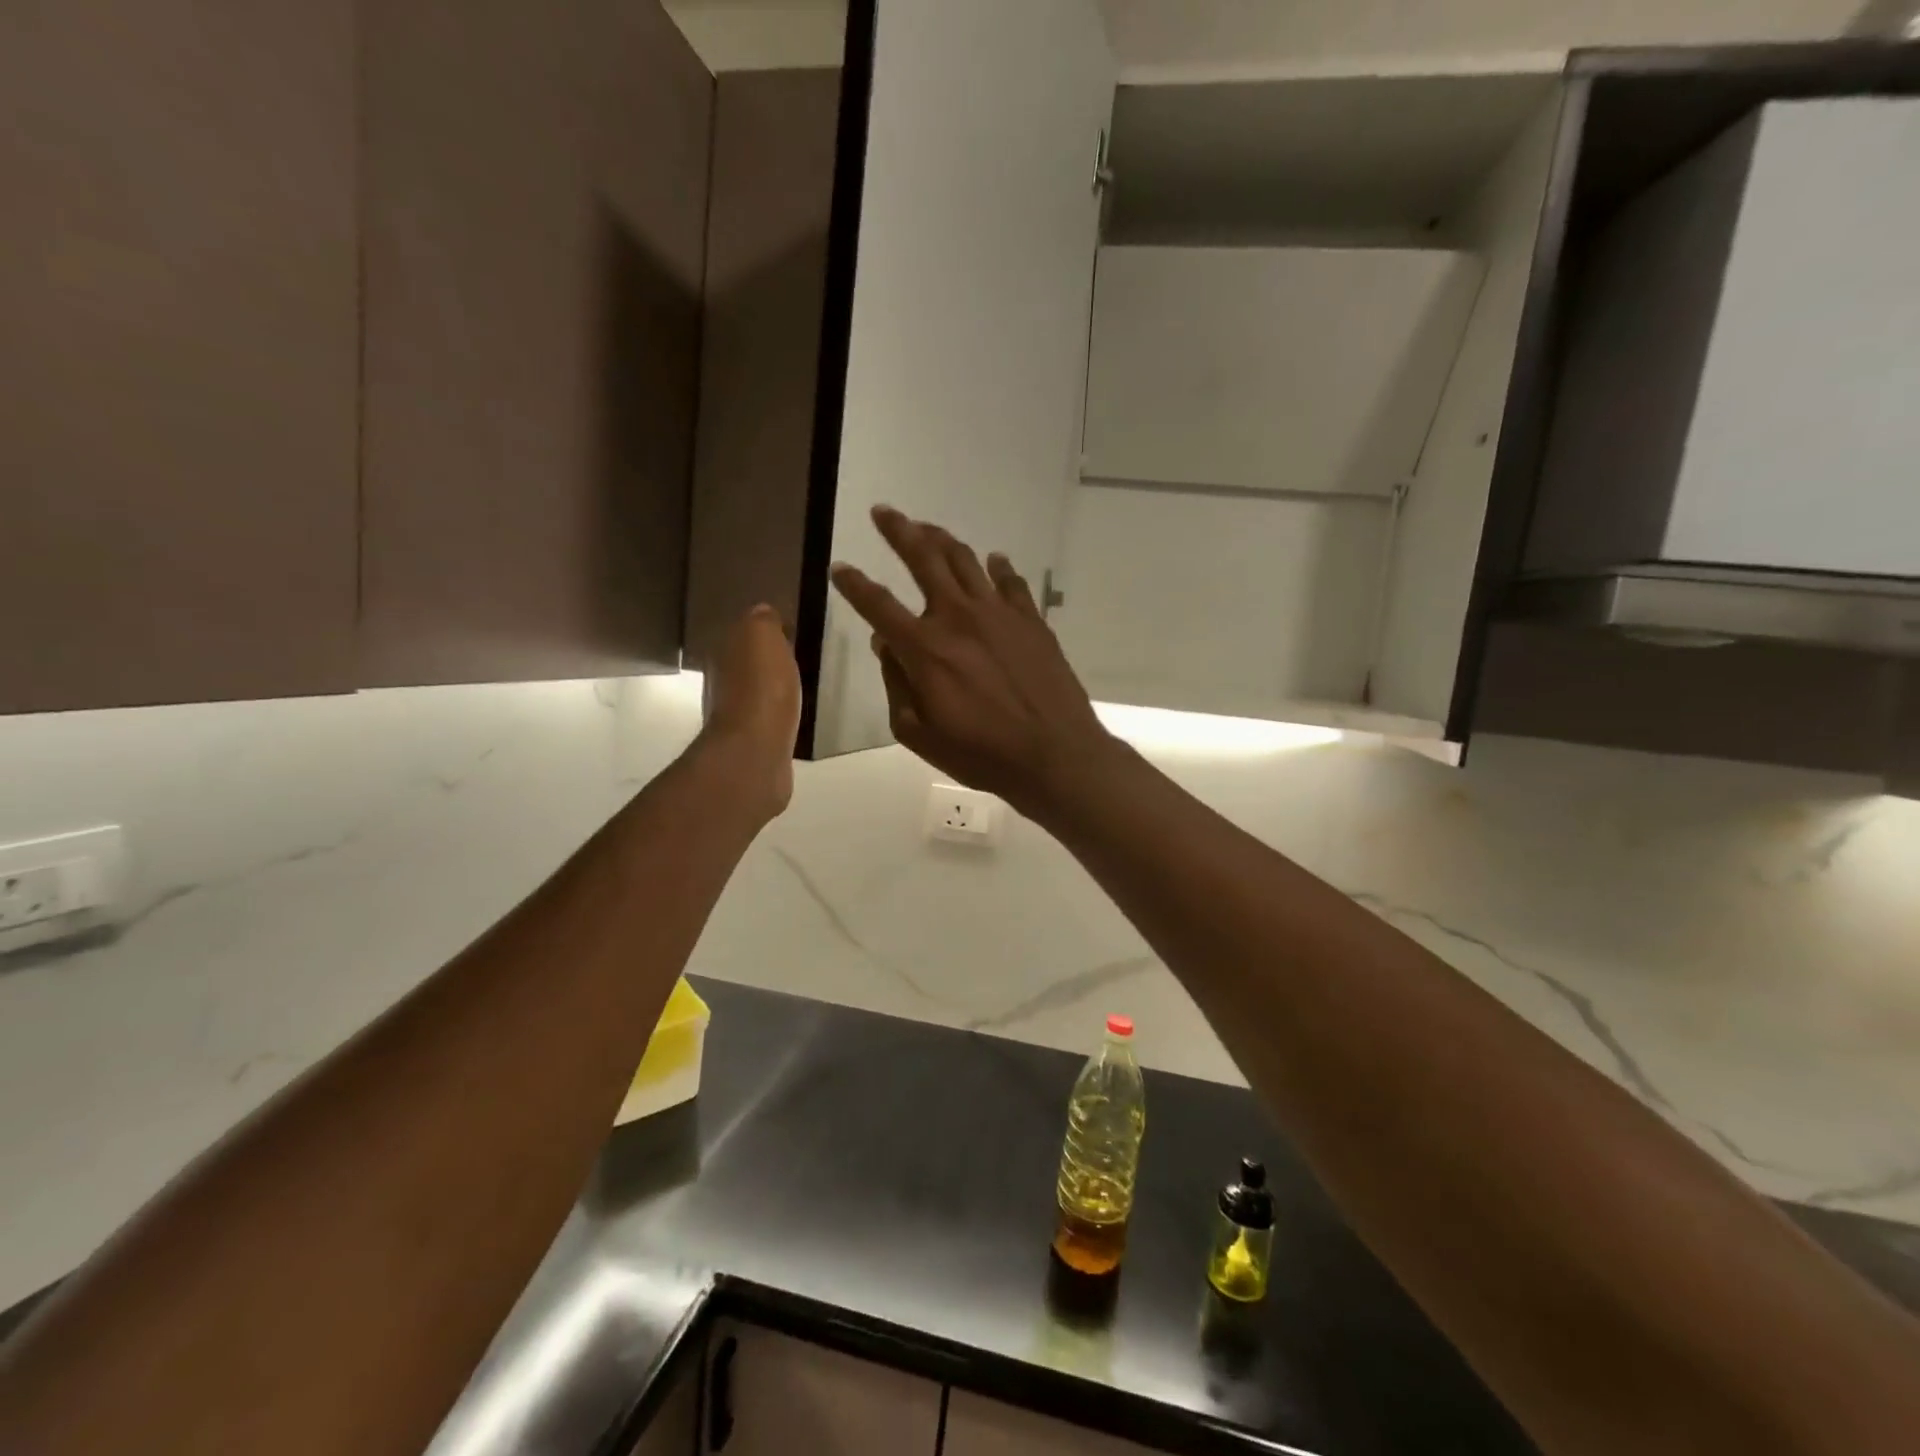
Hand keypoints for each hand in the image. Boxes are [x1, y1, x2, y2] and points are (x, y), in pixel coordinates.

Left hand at [698, 605, 801, 817]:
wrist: (756, 751)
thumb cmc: (762, 688)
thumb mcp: (763, 636)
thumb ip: (762, 620)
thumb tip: (763, 613)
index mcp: (722, 651)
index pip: (743, 631)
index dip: (766, 630)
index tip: (790, 631)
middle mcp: (721, 681)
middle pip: (747, 661)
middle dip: (767, 659)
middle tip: (797, 656)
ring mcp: (735, 714)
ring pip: (755, 690)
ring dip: (772, 687)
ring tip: (798, 685)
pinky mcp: (752, 741)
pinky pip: (767, 717)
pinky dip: (777, 713)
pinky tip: (793, 713)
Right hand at [830, 506, 1117, 817]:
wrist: (1055, 754)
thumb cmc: (982, 754)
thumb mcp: (920, 734)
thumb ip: (896, 685)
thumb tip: (885, 646)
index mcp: (925, 649)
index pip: (878, 605)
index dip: (854, 584)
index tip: (839, 568)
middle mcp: (958, 617)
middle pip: (924, 559)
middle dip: (899, 531)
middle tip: (884, 512)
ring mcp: (999, 613)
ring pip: (965, 560)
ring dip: (942, 539)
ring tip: (927, 528)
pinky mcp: (1031, 620)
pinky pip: (1011, 581)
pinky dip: (999, 567)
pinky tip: (994, 560)